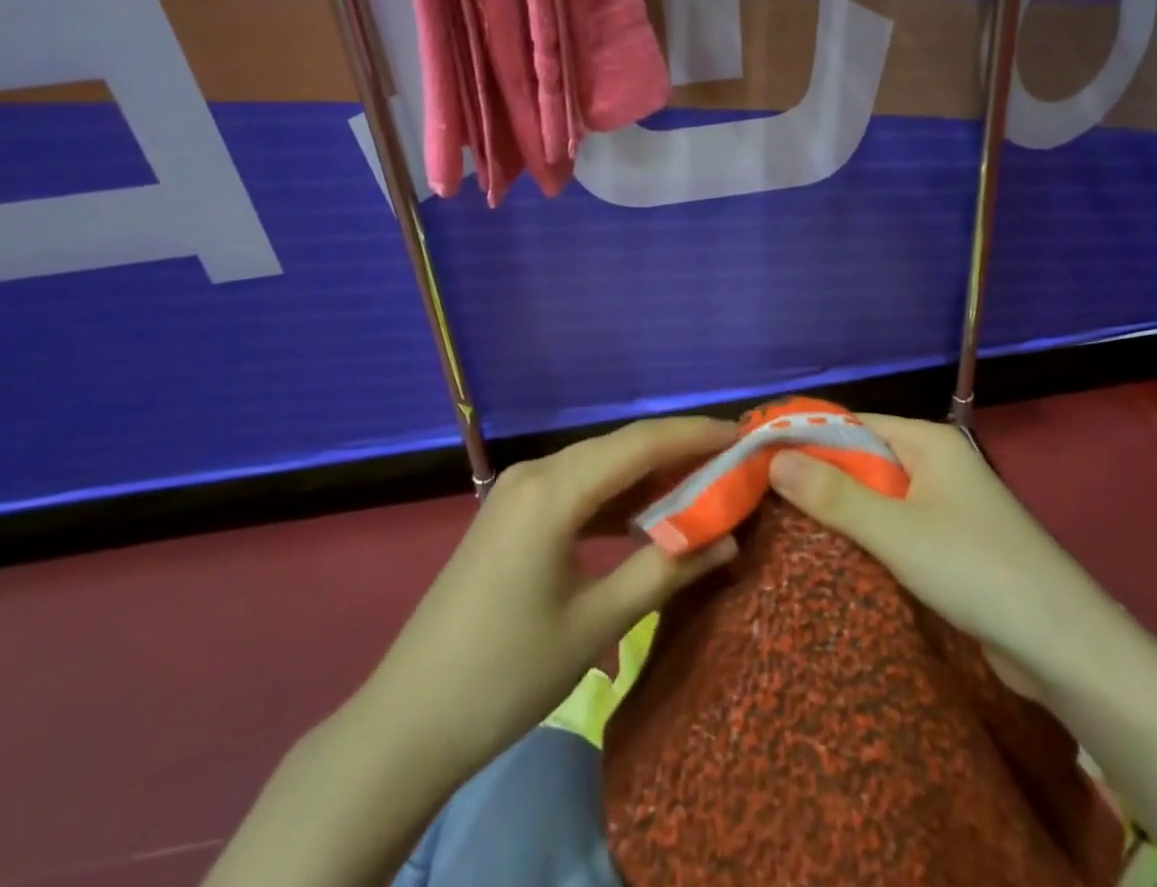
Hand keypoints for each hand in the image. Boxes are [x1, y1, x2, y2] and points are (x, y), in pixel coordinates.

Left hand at [361, 416, 739, 785]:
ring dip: (649, 476)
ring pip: (600, 466)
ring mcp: (519, 490)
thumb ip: (666, 571)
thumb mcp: (597, 622)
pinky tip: (647, 515)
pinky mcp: (513, 513)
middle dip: (679, 452)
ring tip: (704, 486)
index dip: (696, 435)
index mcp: (553, 489)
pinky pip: (577, 488)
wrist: (410, 720)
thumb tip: (729, 539)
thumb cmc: (508, 672)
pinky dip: (617, 498)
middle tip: (734, 464)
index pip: (641, 443)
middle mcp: (535, 472)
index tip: (746, 437)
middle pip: (621, 447)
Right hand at [767, 415, 1106, 692]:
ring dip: (839, 509)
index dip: (805, 436)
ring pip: (877, 496)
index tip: (757, 454)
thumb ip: (833, 494)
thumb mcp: (896, 530)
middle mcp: (936, 464)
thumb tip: (773, 457)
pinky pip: (895, 527)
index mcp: (928, 441)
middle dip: (817, 475)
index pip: (852, 424)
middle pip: (862, 458)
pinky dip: (865, 536)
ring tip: (783, 523)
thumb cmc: (976, 569)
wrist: (1064, 647)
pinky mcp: (950, 545)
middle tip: (761, 494)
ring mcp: (945, 505)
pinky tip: (831, 554)